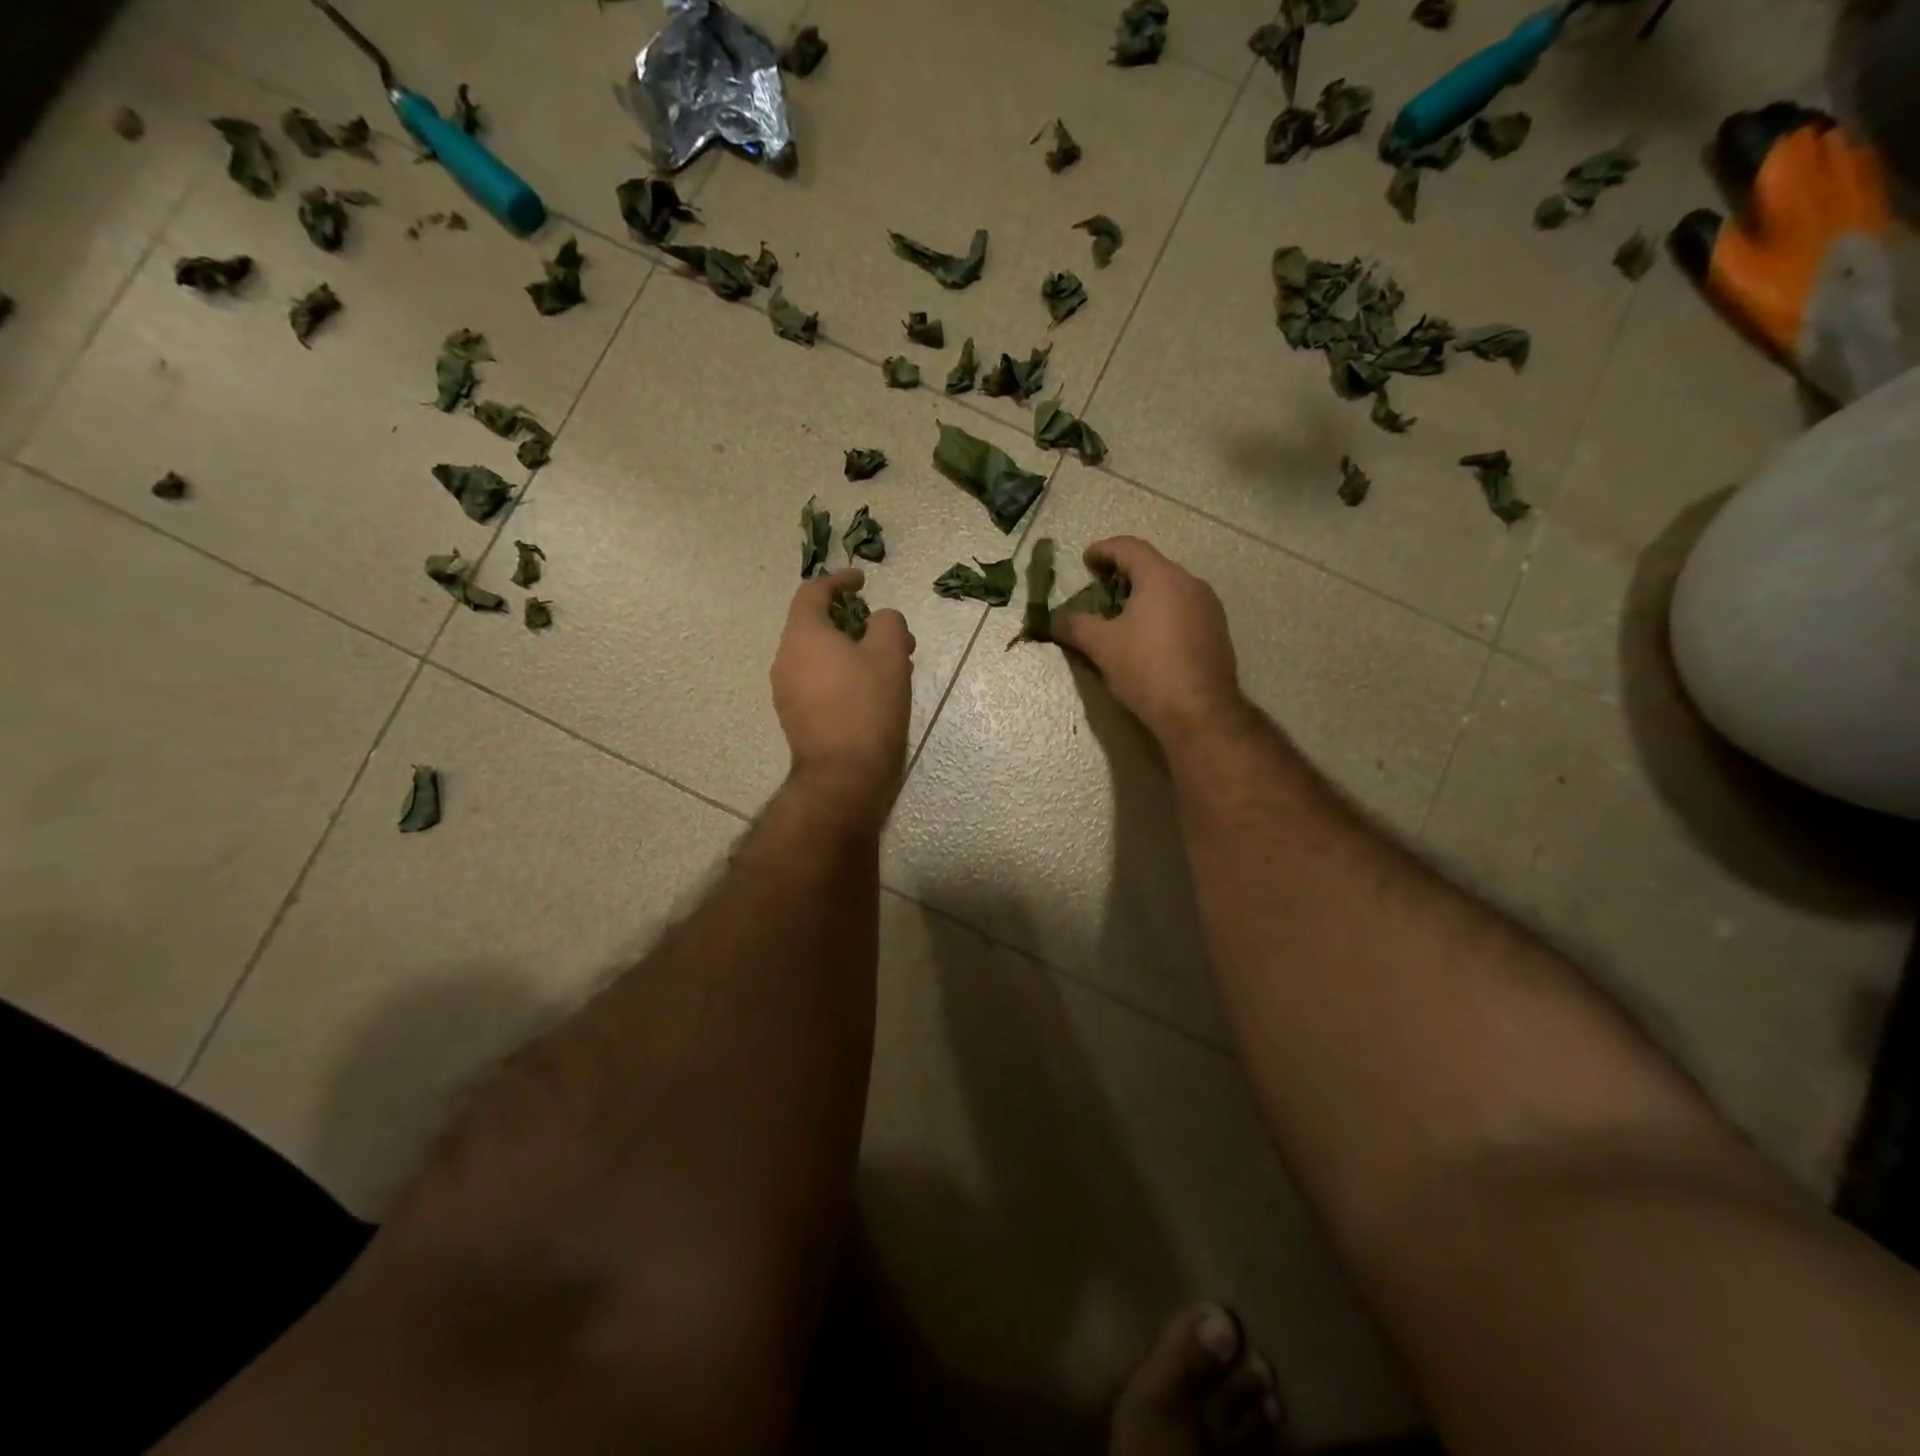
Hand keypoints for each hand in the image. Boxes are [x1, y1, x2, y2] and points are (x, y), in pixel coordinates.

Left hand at [771, 568, 914, 819]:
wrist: (844, 775)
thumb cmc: (867, 706)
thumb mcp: (889, 654)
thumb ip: (888, 623)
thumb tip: (882, 619)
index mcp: (803, 635)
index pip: (813, 592)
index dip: (839, 580)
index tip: (863, 581)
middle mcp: (786, 659)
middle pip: (818, 626)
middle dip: (857, 624)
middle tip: (891, 634)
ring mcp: (787, 692)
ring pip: (821, 657)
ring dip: (854, 653)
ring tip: (892, 666)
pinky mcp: (796, 718)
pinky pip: (819, 683)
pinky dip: (844, 676)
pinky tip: (874, 693)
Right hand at [1047, 536, 1245, 748]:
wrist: (1199, 712)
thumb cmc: (1147, 669)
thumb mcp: (1101, 646)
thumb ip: (1074, 626)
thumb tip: (1052, 619)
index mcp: (1162, 577)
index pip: (1129, 548)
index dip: (1103, 550)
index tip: (1086, 561)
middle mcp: (1190, 584)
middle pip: (1152, 566)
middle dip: (1124, 573)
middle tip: (1101, 589)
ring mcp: (1209, 608)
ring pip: (1171, 589)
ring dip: (1144, 594)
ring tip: (1122, 615)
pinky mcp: (1217, 632)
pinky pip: (1184, 610)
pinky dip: (1162, 613)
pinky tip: (1149, 638)